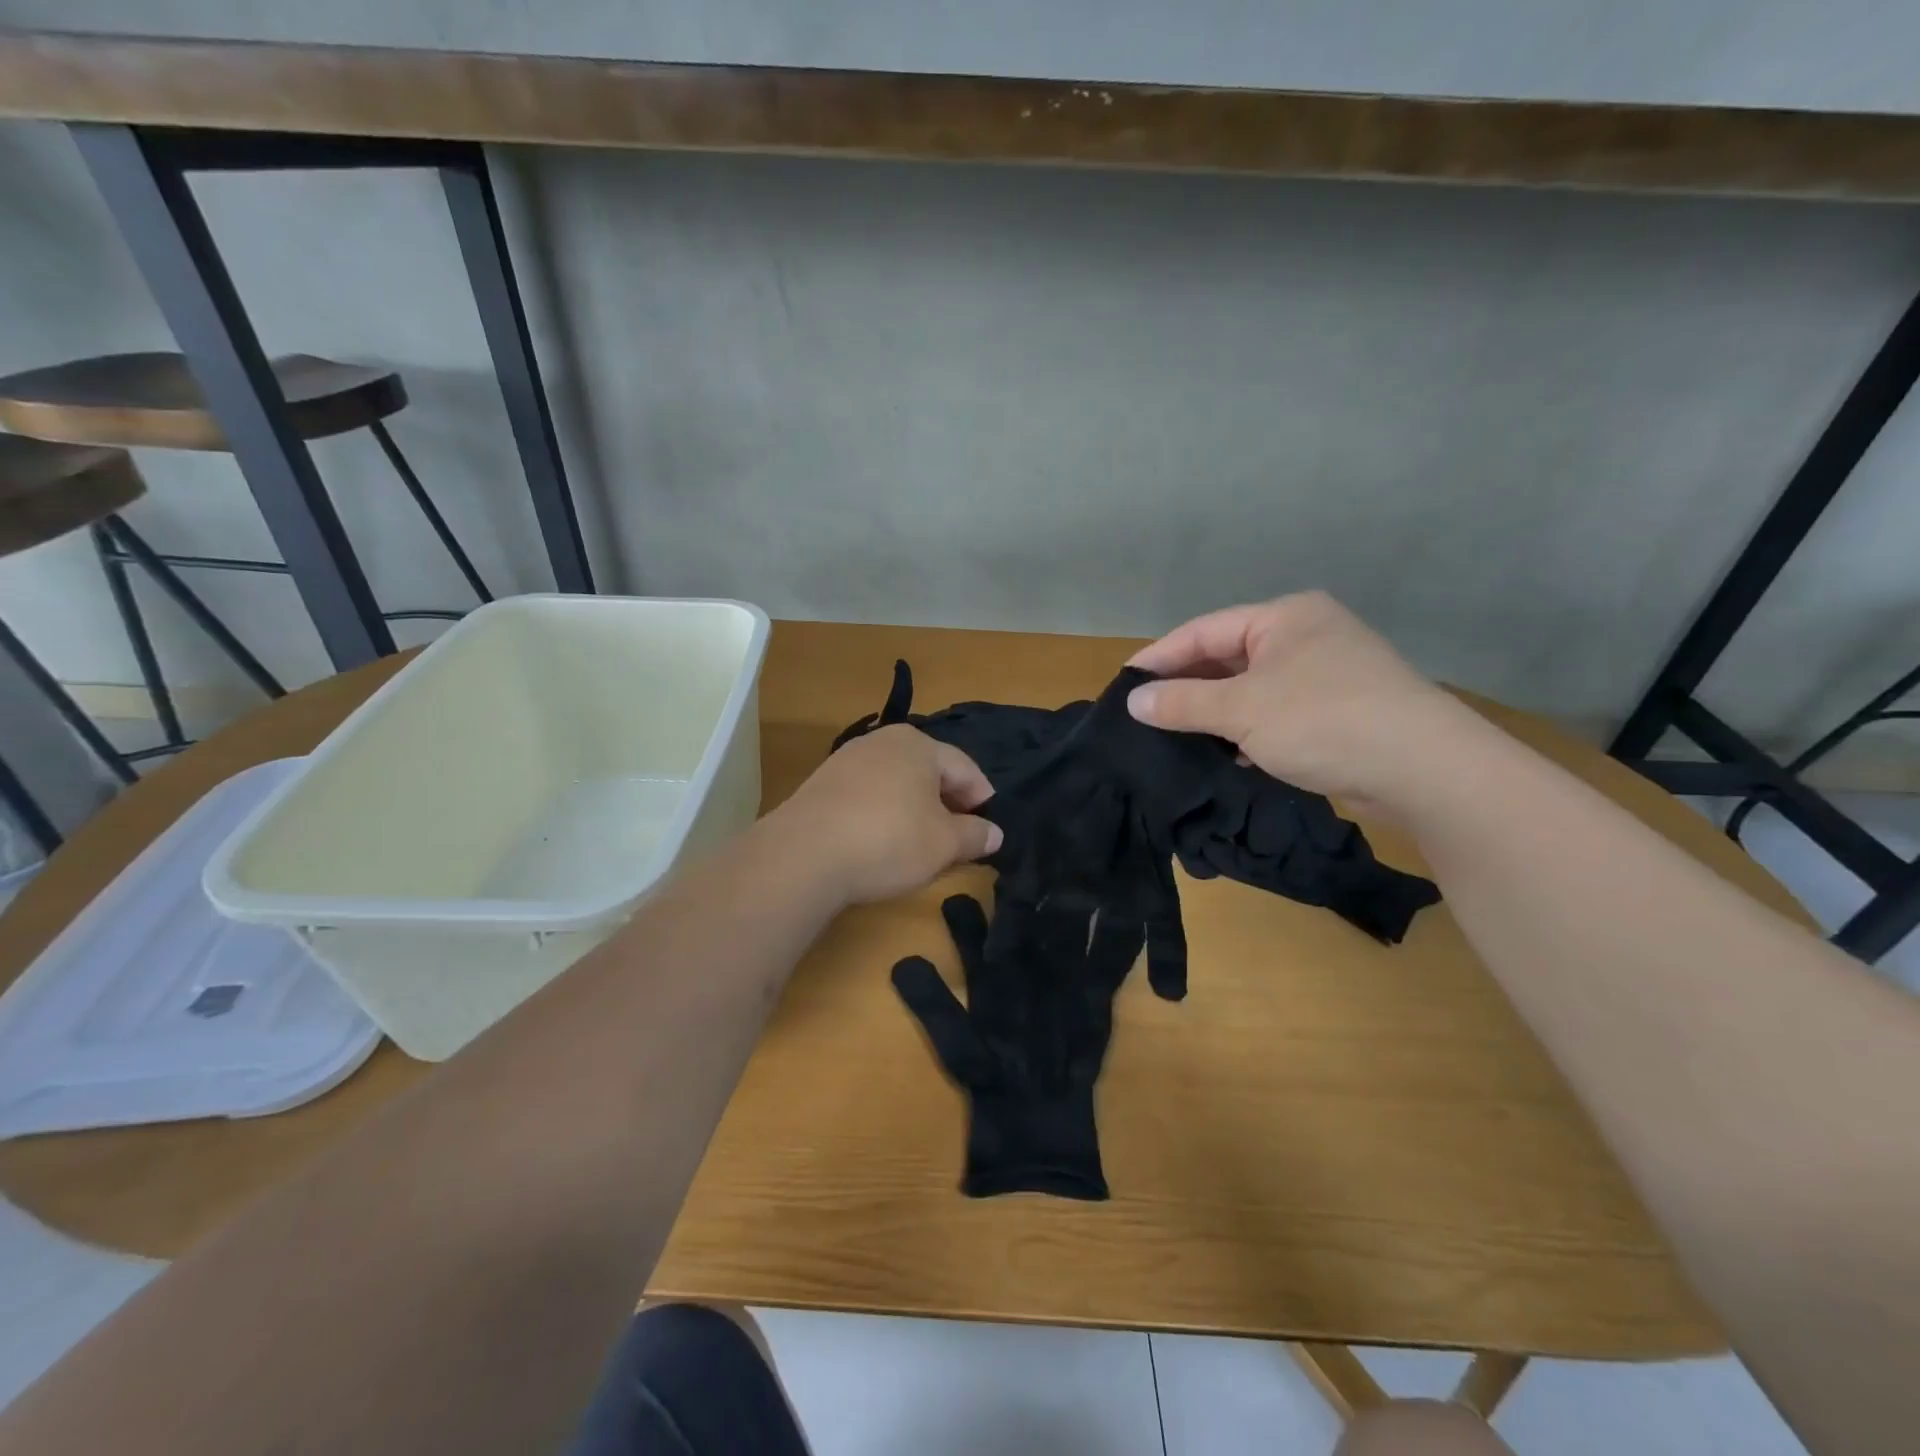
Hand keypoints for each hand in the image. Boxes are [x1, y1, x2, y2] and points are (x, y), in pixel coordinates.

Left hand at [776, 725, 1003, 903]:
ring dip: (915, 808)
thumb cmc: (889, 839)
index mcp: (919, 744)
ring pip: (897, 782)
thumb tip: (995, 833)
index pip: (965, 767)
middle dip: (948, 802)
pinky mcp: (821, 784)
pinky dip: (884, 813)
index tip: (990, 827)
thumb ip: (975, 835)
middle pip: (929, 770)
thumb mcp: (944, 844)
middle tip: (960, 836)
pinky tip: (883, 841)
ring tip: (923, 842)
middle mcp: (882, 741)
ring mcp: (847, 760)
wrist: (804, 854)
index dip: (983, 798)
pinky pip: (868, 794)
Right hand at [1125, 592, 1469, 807]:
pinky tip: (1226, 753)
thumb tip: (1133, 701)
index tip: (1124, 683)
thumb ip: (1183, 703)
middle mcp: (1306, 636)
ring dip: (1215, 712)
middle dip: (1188, 686)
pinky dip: (1247, 729)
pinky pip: (1276, 712)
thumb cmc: (1323, 720)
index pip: (1204, 630)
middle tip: (1145, 713)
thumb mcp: (1242, 710)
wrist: (1424, 770)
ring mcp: (1326, 673)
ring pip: (1251, 688)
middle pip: (1228, 656)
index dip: (1160, 656)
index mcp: (1284, 618)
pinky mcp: (1339, 710)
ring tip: (1175, 735)